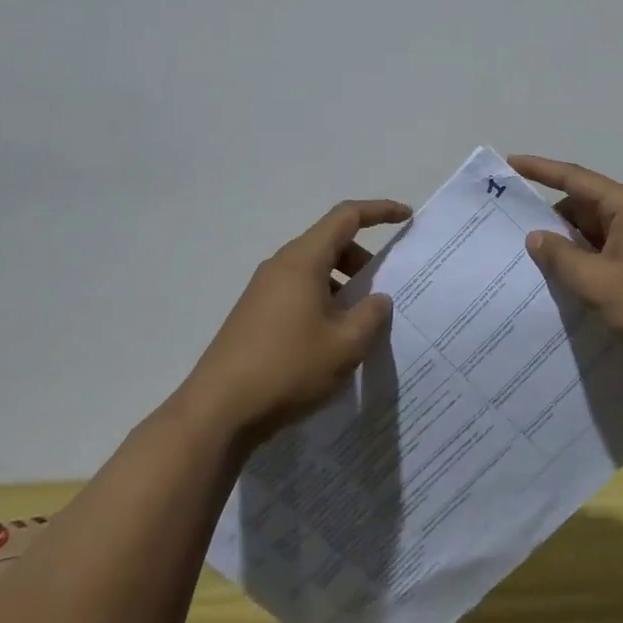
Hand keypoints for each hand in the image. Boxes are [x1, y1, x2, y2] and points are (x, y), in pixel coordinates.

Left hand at [182, 198, 410, 444]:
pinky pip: (298, 292)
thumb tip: (378, 299)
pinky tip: (330, 340)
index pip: (346, 216)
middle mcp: (281, 266)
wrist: (217, 412)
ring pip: (313, 270)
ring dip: (342, 285)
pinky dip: (322, 301)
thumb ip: (370, 315)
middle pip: (329, 242)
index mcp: (303, 260)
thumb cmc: (287, 368)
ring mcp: (263, 290)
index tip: (406, 216)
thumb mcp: (345, 344)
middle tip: (382, 291)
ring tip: (359, 323)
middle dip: (362, 259)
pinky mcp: (254, 315)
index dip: (379, 211)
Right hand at [510, 155, 622, 372]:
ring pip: (590, 230)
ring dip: (565, 242)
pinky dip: (581, 258)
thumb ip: (561, 256)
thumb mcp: (596, 282)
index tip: (511, 162)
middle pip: (581, 204)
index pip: (574, 177)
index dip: (540, 169)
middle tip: (512, 229)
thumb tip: (535, 236)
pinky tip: (561, 277)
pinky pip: (602, 249)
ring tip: (529, 258)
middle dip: (550, 217)